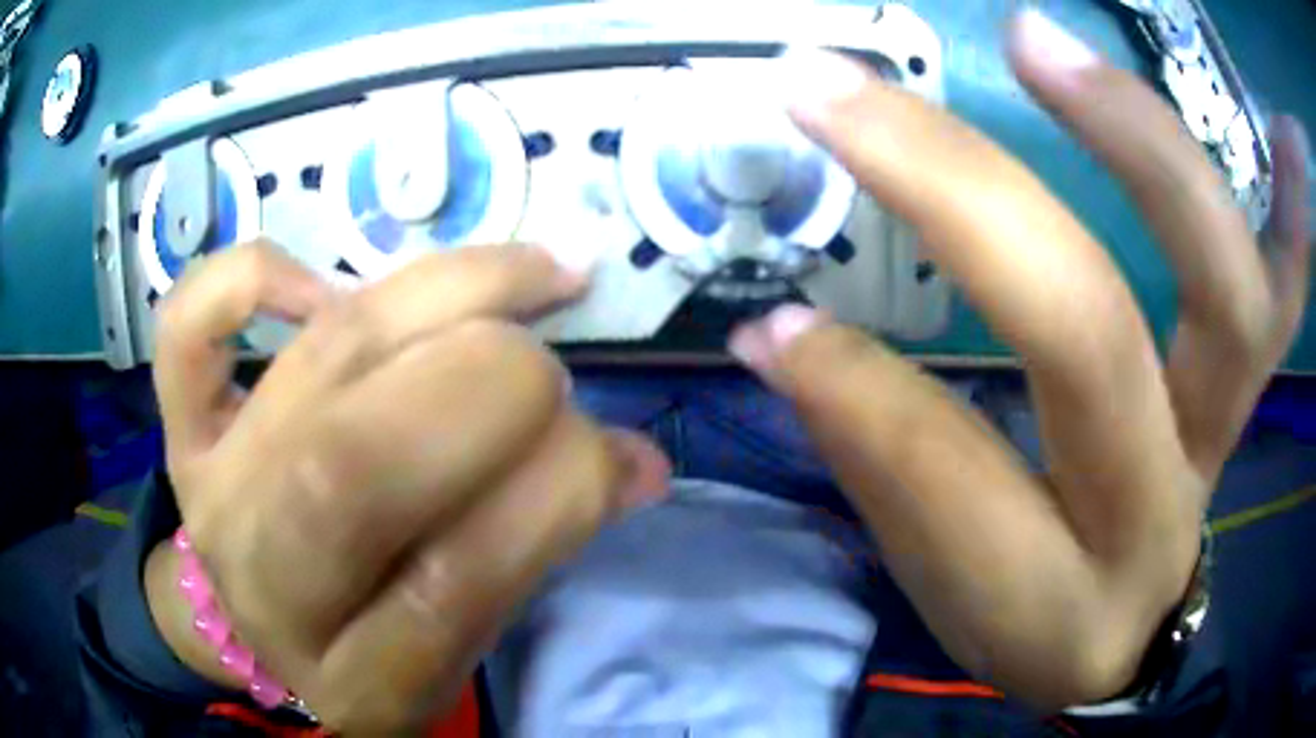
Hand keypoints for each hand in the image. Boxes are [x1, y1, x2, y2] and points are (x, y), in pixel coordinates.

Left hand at [145, 241, 669, 732]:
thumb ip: (536, 552)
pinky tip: (327, 286)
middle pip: (359, 463)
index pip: (453, 585)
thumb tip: (636, 461)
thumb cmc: (362, 644)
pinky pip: (188, 326)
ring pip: (315, 361)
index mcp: (355, 677)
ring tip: (529, 277)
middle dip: (489, 383)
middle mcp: (269, 583)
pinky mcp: (180, 425)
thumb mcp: (457, 646)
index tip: (617, 450)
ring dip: (444, 296)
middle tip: (550, 367)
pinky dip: (255, 277)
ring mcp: (209, 489)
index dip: (553, 497)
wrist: (245, 627)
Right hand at [731, 11, 1309, 709]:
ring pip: (1224, 288)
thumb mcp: (942, 583)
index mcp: (1054, 591)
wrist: (1118, 631)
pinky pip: (1290, 289)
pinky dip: (1295, 211)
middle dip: (971, 203)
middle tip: (857, 95)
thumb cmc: (1026, 618)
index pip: (952, 475)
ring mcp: (1221, 430)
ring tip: (1042, 42)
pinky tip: (1285, 134)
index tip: (770, 319)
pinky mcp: (1249, 386)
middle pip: (1095, 338)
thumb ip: (878, 460)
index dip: (854, 389)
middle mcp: (1156, 507)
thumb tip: (783, 336)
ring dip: (1146, 148)